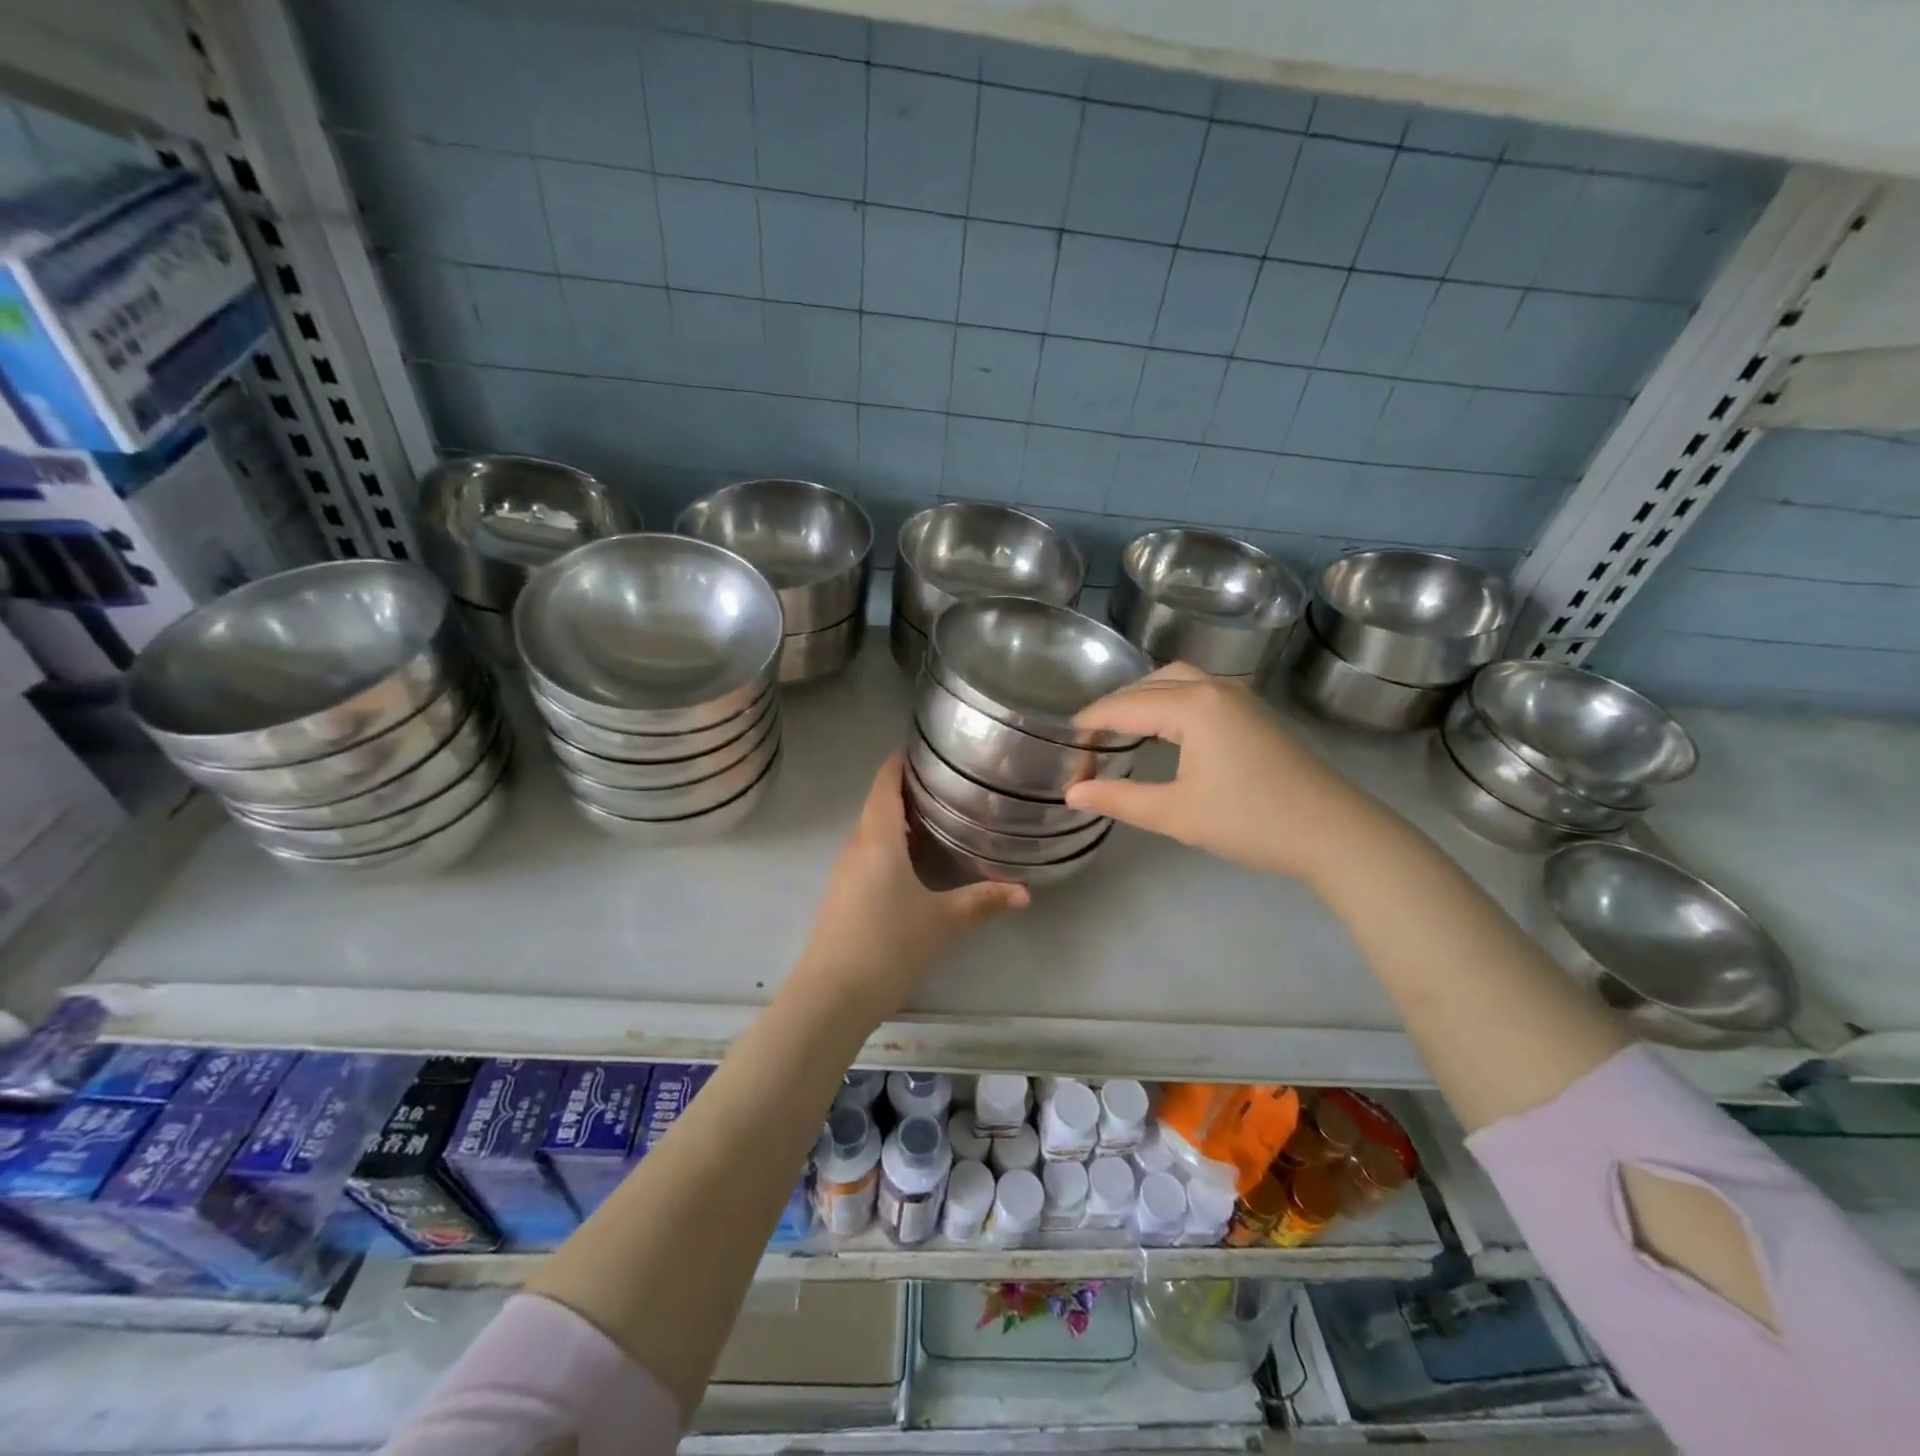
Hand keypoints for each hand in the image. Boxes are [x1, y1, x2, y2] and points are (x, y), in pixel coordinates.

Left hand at [797, 755, 1027, 1018]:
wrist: (831, 996)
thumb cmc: (888, 945)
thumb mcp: (943, 921)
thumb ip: (983, 901)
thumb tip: (1025, 892)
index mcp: (878, 839)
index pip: (885, 784)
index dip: (901, 762)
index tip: (926, 748)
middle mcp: (856, 847)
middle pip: (880, 805)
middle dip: (909, 790)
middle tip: (949, 784)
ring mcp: (845, 873)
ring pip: (874, 833)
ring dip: (901, 821)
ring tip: (939, 817)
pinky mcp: (843, 897)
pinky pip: (869, 856)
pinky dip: (892, 847)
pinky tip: (916, 864)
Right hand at [1064, 663, 1380, 882]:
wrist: (1336, 834)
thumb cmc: (1252, 822)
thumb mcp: (1176, 813)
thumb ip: (1119, 799)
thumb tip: (1072, 793)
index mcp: (1193, 705)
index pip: (1121, 706)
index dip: (1087, 729)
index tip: (1065, 757)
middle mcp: (1213, 687)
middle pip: (1146, 685)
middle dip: (1111, 710)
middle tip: (1088, 745)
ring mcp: (1237, 696)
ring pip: (1174, 682)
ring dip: (1140, 701)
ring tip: (1118, 734)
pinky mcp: (1252, 712)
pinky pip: (1196, 692)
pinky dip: (1167, 703)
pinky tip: (1161, 732)